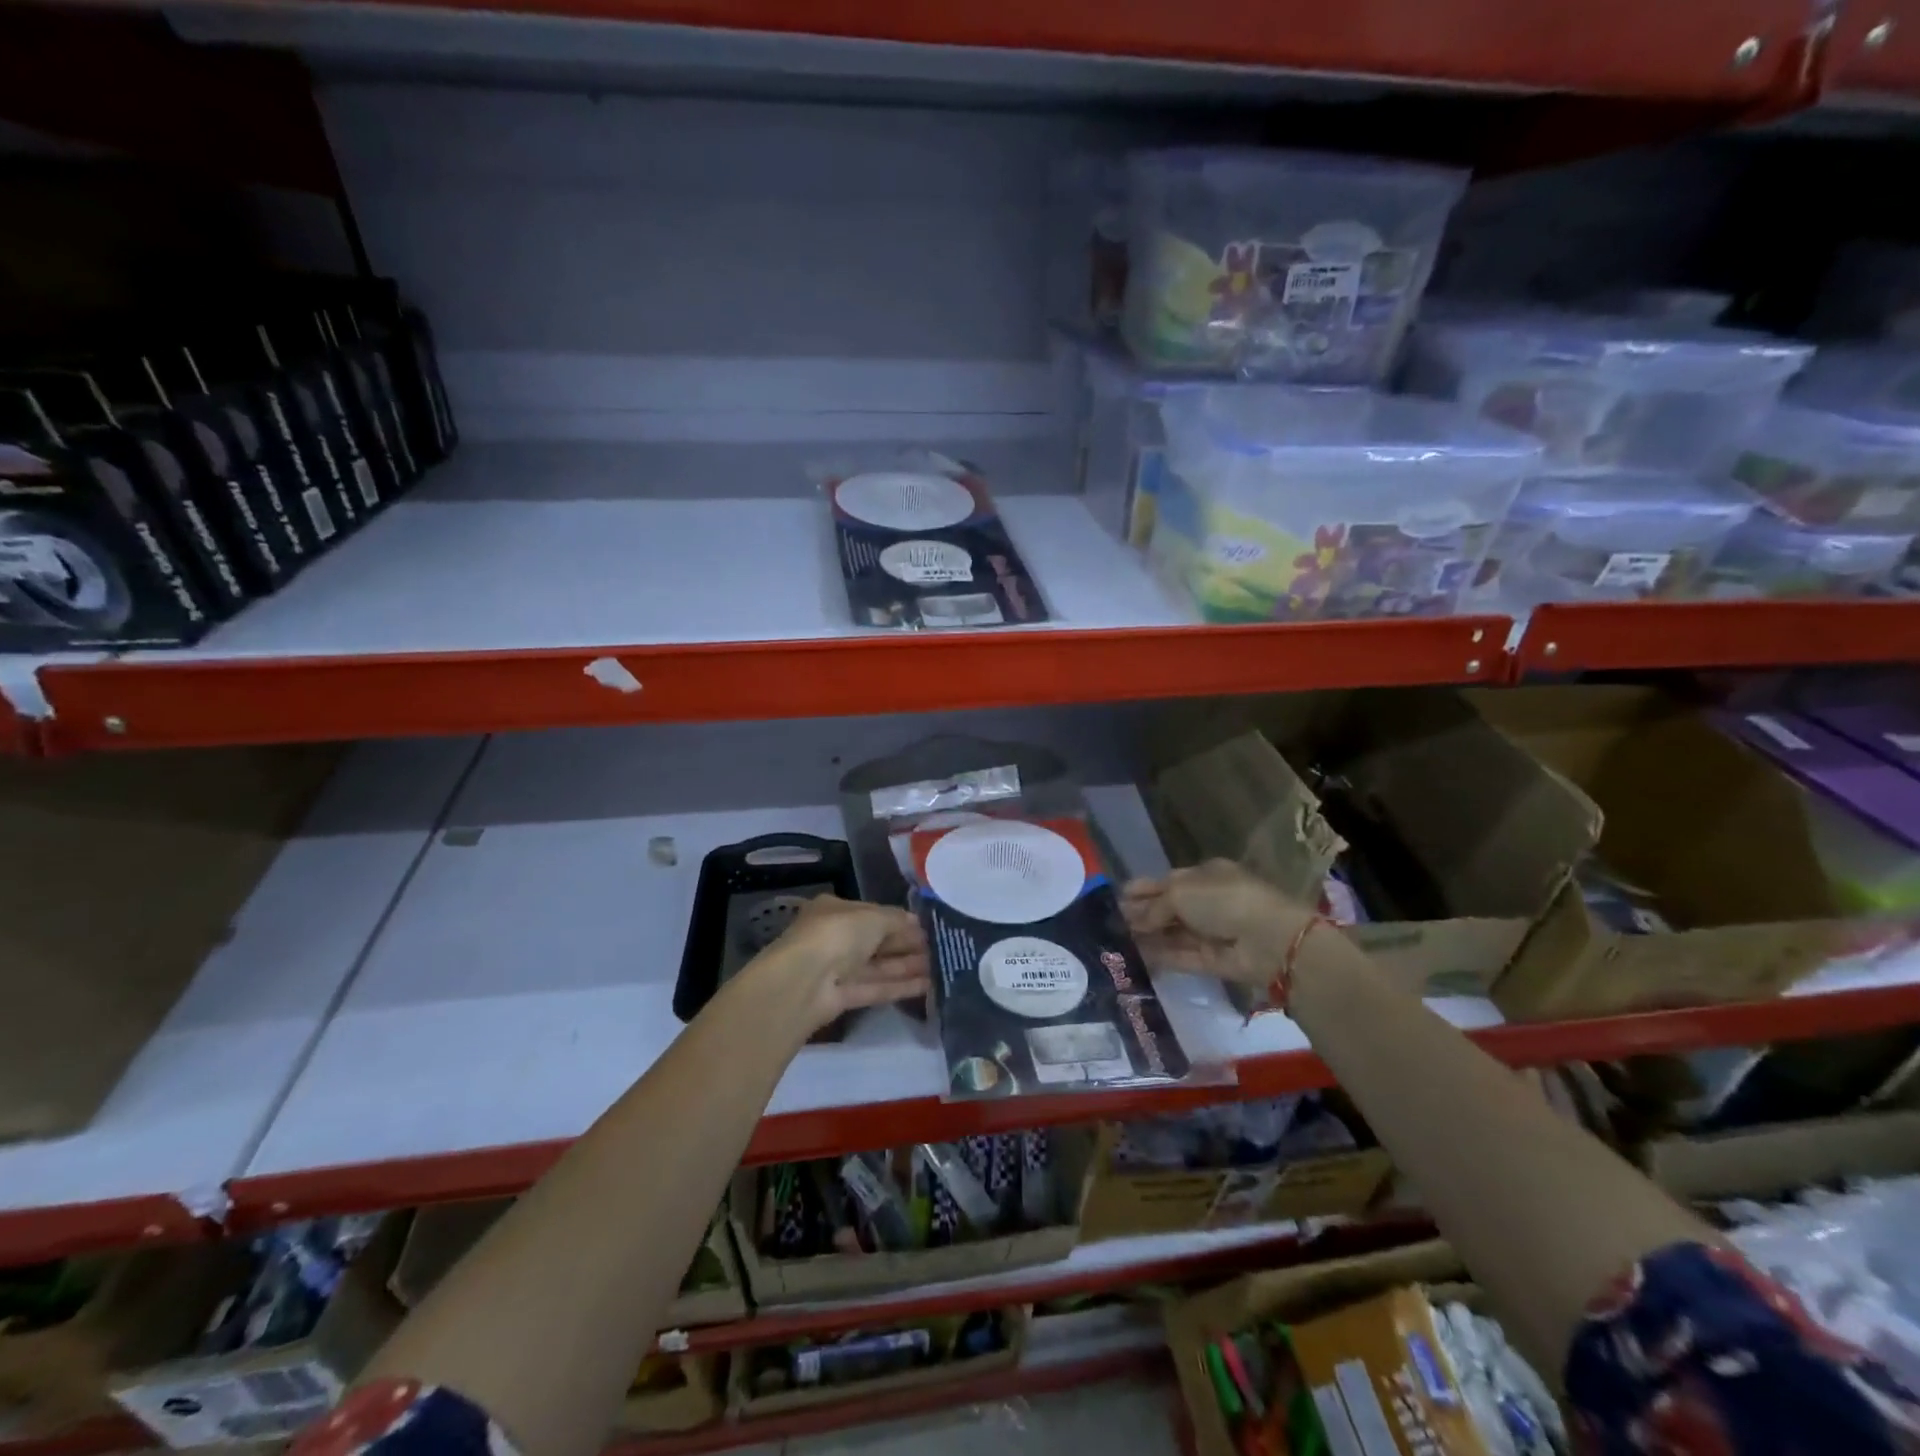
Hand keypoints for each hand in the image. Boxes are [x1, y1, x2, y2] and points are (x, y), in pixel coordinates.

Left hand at [760, 895, 930, 1033]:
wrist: (803, 982)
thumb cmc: (837, 935)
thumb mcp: (872, 917)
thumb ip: (896, 919)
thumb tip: (916, 923)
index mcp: (835, 910)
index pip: (872, 913)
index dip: (899, 920)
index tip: (926, 927)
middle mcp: (835, 938)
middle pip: (876, 941)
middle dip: (906, 944)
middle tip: (938, 948)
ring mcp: (837, 969)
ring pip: (877, 966)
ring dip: (907, 966)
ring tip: (939, 966)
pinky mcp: (841, 998)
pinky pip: (875, 988)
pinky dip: (899, 986)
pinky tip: (927, 985)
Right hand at [1120, 860, 1310, 991]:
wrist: (1268, 939)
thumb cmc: (1223, 900)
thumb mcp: (1181, 892)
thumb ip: (1154, 907)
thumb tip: (1133, 920)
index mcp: (1205, 875)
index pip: (1167, 881)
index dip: (1143, 889)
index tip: (1117, 898)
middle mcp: (1208, 902)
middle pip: (1169, 908)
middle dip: (1142, 914)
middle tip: (1110, 923)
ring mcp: (1212, 932)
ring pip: (1173, 934)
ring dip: (1148, 936)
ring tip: (1117, 942)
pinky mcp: (1213, 960)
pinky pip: (1182, 956)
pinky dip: (1161, 956)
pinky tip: (1136, 958)